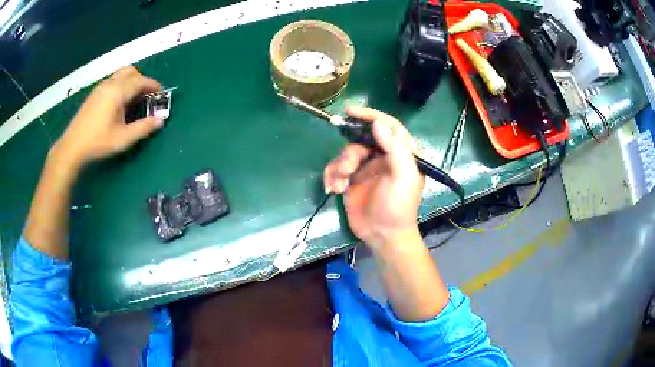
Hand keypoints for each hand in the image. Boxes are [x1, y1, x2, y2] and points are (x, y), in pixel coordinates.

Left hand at [52, 66, 163, 170]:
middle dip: (142, 80)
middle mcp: (110, 84)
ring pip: (121, 75)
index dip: (153, 86)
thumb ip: (143, 128)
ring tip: (133, 99)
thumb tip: (160, 121)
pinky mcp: (94, 93)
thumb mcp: (123, 139)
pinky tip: (119, 103)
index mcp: (118, 91)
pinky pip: (112, 81)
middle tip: (146, 96)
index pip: (140, 81)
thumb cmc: (98, 143)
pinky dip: (121, 85)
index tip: (161, 94)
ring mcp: (100, 87)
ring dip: (131, 82)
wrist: (72, 147)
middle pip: (131, 72)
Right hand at [323, 107, 424, 251]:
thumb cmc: (398, 207)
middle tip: (347, 170)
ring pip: (345, 154)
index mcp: (400, 153)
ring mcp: (365, 168)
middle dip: (350, 153)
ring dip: (339, 167)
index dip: (370, 115)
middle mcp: (383, 156)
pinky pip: (336, 169)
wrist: (382, 235)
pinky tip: (333, 190)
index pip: (387, 126)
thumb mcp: (402, 178)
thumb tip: (378, 123)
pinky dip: (331, 177)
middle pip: (361, 140)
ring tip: (340, 185)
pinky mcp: (351, 180)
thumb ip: (395, 149)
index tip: (350, 111)